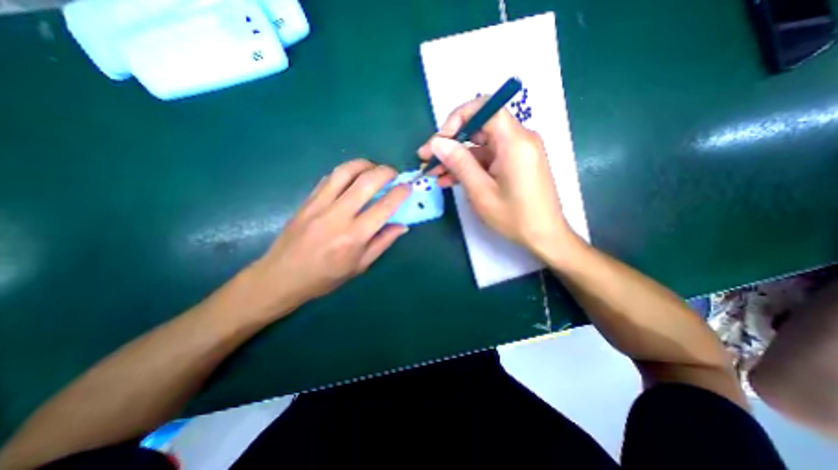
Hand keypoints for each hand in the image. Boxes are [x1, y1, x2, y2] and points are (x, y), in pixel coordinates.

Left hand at [243, 159, 410, 316]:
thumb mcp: (360, 266)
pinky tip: (352, 177)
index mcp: (354, 236)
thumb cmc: (326, 277)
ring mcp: (319, 205)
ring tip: (374, 168)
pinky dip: (345, 172)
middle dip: (385, 172)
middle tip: (394, 173)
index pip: (384, 207)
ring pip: (345, 172)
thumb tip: (402, 226)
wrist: (282, 276)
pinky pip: (329, 178)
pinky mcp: (307, 200)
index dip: (400, 193)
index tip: (407, 187)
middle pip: (366, 181)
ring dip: (364, 164)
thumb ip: (383, 243)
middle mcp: (337, 216)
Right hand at [419, 100, 576, 257]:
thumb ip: (459, 163)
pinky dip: (470, 167)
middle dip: (451, 142)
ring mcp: (517, 152)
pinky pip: (488, 158)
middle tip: (428, 159)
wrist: (544, 236)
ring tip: (435, 174)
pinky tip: (451, 180)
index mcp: (515, 141)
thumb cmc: (515, 217)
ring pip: (480, 145)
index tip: (439, 141)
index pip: (485, 108)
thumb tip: (438, 142)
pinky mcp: (514, 163)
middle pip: (479, 127)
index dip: (457, 119)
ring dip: (457, 158)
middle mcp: (519, 139)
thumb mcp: (481, 192)